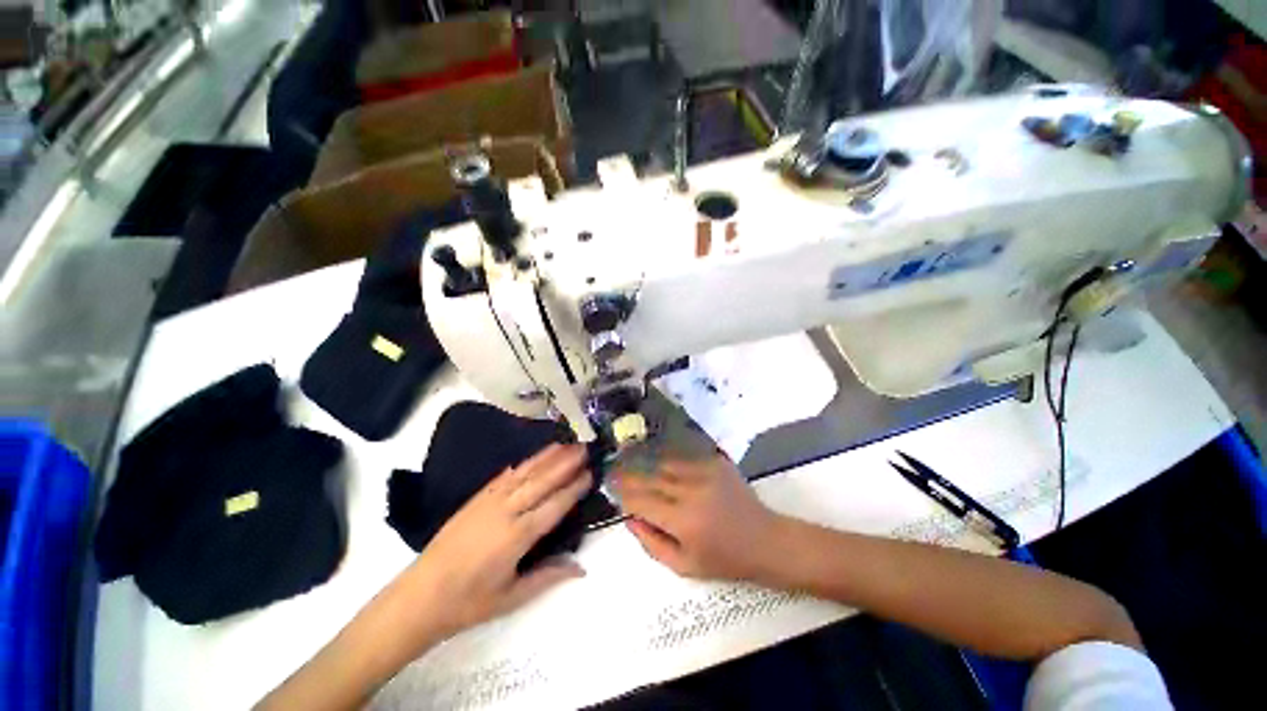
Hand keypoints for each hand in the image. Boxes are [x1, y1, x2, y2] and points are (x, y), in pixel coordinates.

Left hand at [393, 444, 591, 644]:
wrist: (420, 596)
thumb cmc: (469, 602)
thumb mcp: (512, 597)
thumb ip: (548, 577)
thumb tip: (582, 569)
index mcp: (518, 536)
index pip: (554, 505)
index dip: (573, 488)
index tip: (590, 473)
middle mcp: (506, 512)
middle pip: (542, 481)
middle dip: (565, 463)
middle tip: (584, 448)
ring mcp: (489, 502)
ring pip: (524, 473)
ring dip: (546, 457)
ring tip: (565, 444)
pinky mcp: (476, 499)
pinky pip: (504, 476)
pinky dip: (522, 464)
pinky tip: (533, 457)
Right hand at [613, 455, 786, 581]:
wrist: (765, 540)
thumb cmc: (724, 560)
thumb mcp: (684, 566)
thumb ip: (652, 543)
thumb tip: (629, 518)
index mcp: (683, 521)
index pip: (642, 501)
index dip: (624, 494)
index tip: (611, 488)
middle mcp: (691, 491)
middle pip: (651, 477)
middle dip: (629, 474)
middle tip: (613, 470)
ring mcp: (705, 472)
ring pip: (665, 463)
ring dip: (646, 463)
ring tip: (630, 459)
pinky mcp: (716, 462)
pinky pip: (683, 458)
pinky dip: (667, 460)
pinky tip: (659, 460)